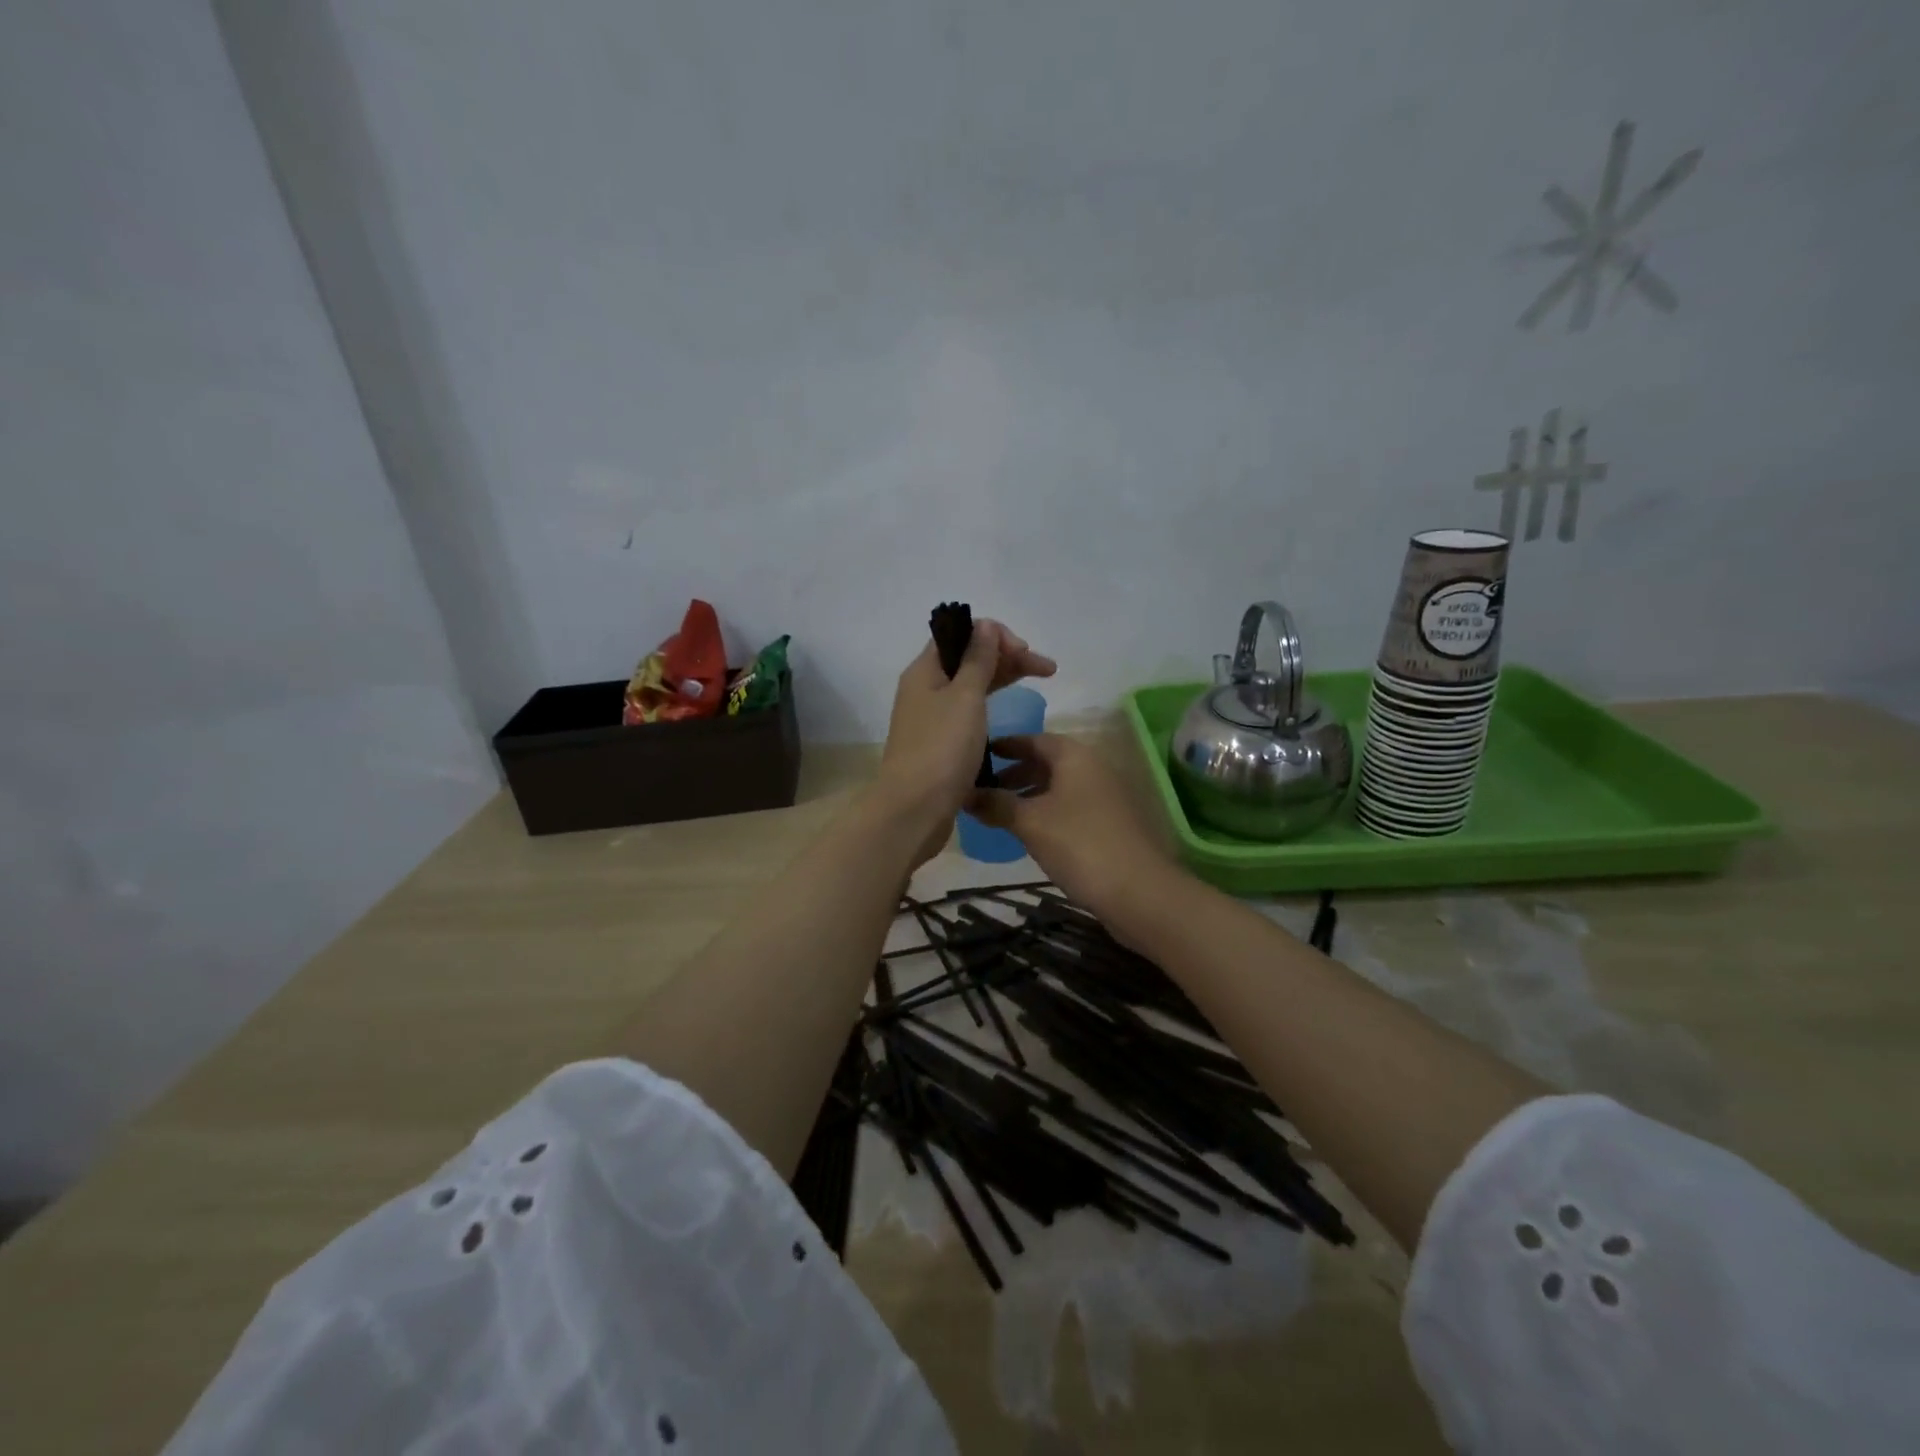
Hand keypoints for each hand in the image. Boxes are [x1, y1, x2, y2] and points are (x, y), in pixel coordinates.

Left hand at [874, 621, 1055, 849]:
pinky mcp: (941, 744)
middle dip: (1007, 657)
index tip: (1024, 651)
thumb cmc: (942, 749)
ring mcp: (932, 718)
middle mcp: (925, 689)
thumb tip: (984, 625)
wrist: (915, 809)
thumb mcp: (965, 697)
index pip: (960, 635)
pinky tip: (1009, 711)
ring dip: (1003, 679)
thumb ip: (977, 659)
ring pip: (971, 686)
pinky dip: (991, 705)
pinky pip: (969, 712)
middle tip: (1046, 669)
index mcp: (925, 671)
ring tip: (1040, 682)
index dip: (995, 636)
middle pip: (968, 660)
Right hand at [965, 734, 1170, 921]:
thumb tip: (964, 793)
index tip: (976, 755)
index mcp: (1074, 756)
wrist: (1139, 891)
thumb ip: (996, 804)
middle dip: (1014, 773)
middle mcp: (1092, 768)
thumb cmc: (1079, 844)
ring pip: (1058, 787)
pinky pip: (1070, 807)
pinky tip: (1030, 833)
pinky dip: (1046, 812)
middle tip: (983, 789)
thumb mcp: (1030, 822)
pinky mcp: (1109, 824)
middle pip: (1047, 762)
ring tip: (1000, 814)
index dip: (1005, 746)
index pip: (1033, 739)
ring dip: (1029, 795)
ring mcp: (1104, 796)